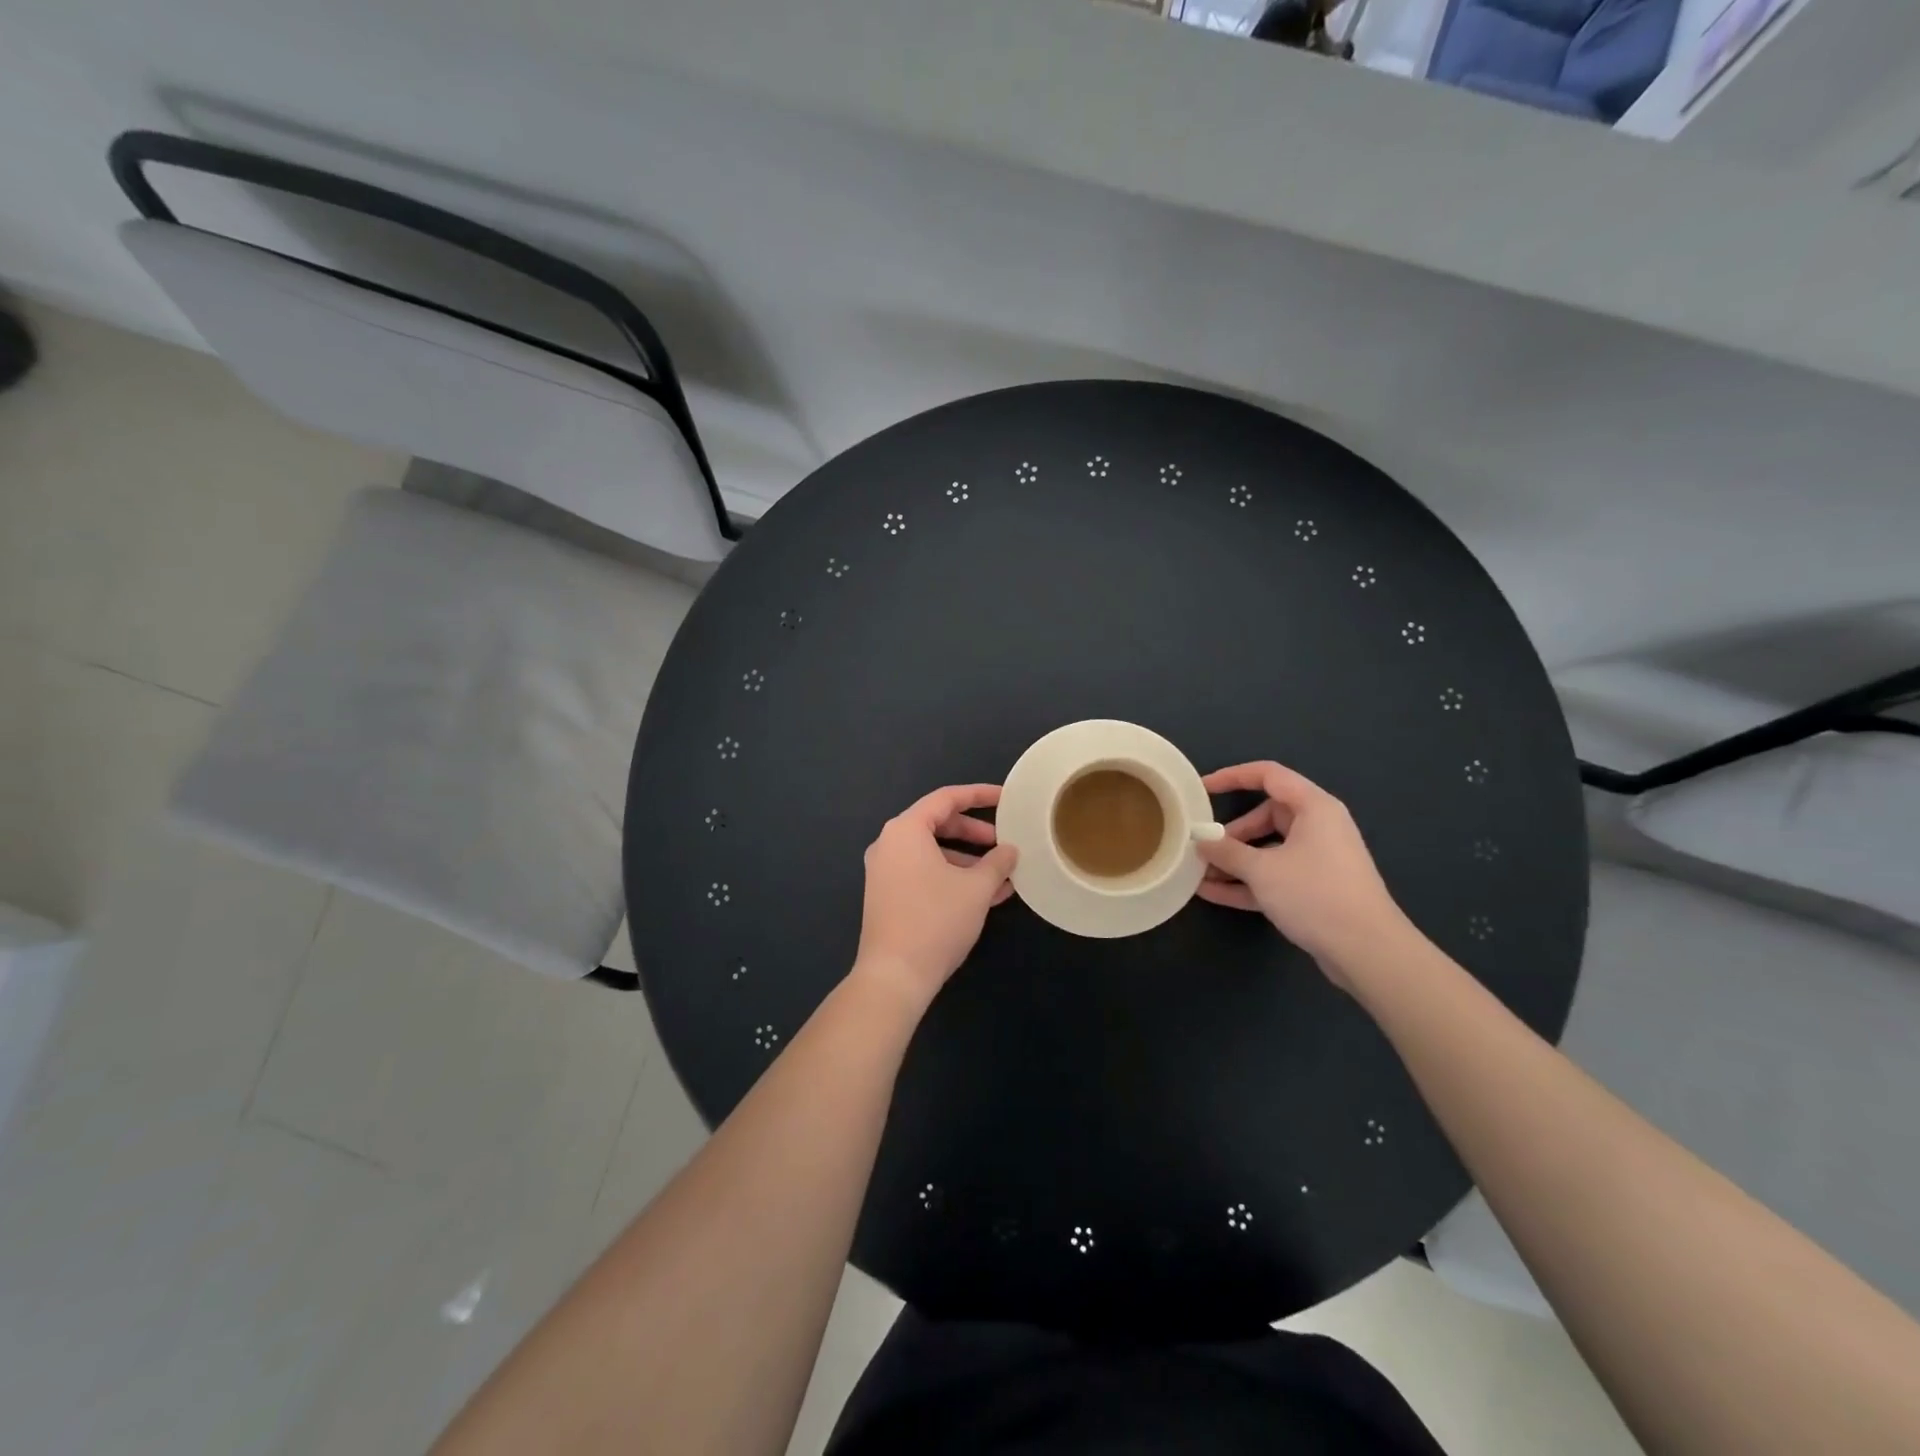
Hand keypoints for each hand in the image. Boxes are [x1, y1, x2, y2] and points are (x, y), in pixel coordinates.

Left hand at [855, 784, 1018, 1006]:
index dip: (980, 795)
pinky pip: (924, 873)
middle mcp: (889, 844)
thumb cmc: (936, 920)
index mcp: (905, 830)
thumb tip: (1009, 851)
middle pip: (938, 824)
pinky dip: (952, 877)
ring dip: (968, 861)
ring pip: (933, 853)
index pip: (946, 799)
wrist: (894, 976)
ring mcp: (885, 871)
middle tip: (1004, 843)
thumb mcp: (976, 888)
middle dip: (975, 833)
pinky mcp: (887, 896)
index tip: (1007, 799)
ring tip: (1002, 876)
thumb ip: (997, 862)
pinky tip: (985, 896)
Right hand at [1194, 761, 1405, 979]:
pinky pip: (1274, 876)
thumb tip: (1201, 841)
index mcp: (1314, 808)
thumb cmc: (1315, 895)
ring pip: (1268, 850)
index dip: (1233, 776)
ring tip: (1200, 873)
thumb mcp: (1262, 870)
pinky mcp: (1315, 889)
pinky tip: (1212, 894)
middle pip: (1266, 816)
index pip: (1269, 775)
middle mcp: (1318, 827)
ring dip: (1235, 861)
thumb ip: (1227, 852)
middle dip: (1231, 833)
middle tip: (1203, 846)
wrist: (1368, 951)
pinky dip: (1247, 882)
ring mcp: (1318, 860)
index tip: (1202, 788)